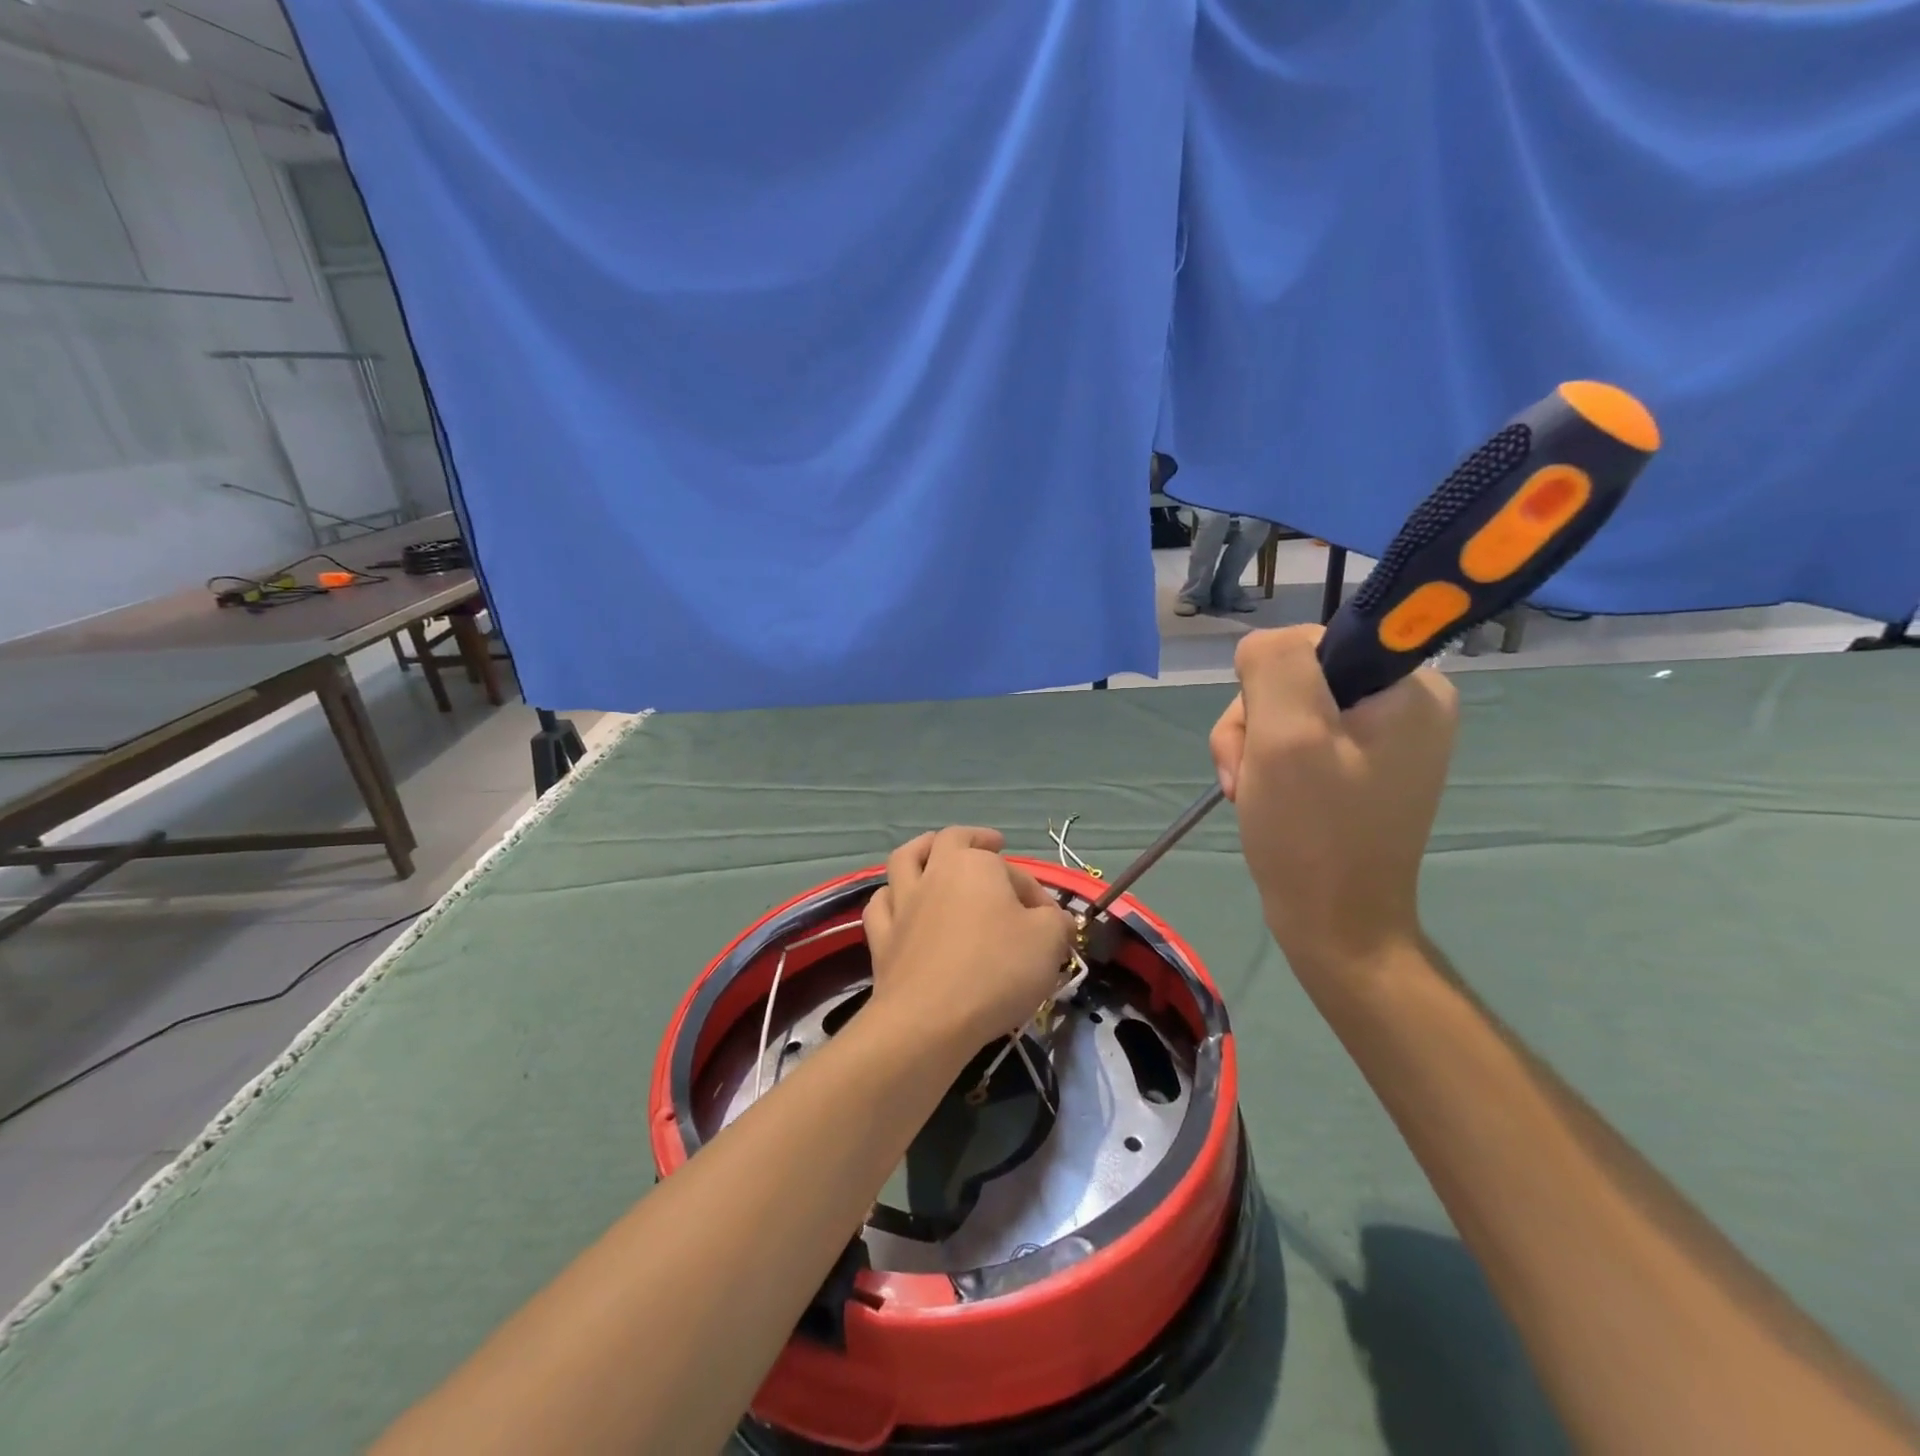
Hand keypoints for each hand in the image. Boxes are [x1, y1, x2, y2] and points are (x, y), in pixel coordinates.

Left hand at [862, 828, 1074, 1051]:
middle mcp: (935, 873)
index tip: (1053, 925)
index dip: (1037, 894)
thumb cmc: (996, 971)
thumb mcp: (1049, 942)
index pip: (1014, 871)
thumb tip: (1055, 920)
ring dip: (921, 851)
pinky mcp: (882, 938)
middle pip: (950, 841)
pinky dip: (891, 899)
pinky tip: (900, 905)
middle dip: (973, 839)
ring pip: (905, 860)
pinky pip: (881, 905)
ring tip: (932, 852)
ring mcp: (903, 904)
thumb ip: (1057, 922)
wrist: (930, 1020)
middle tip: (990, 845)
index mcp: (976, 865)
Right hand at [1210, 625, 1456, 971]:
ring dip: (1253, 746)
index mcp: (1411, 686)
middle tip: (1249, 772)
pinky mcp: (1358, 767)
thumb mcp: (1286, 735)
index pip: (1316, 639)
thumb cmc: (1313, 832)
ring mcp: (1382, 739)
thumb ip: (1275, 664)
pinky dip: (1267, 763)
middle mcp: (1407, 704)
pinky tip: (1259, 795)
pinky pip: (1297, 739)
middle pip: (1296, 676)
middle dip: (1255, 722)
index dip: (1272, 681)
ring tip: (1248, 791)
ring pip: (1287, 709)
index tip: (1268, 731)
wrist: (1334, 926)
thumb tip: (1264, 646)